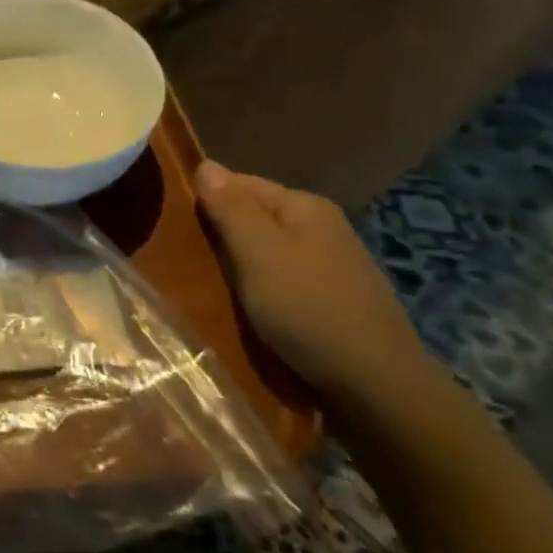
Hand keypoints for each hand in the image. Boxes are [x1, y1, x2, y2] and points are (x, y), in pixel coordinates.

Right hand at [195, 161, 431, 417]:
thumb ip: (229, 207)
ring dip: (238, 266)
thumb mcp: (258, 252)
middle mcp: (322, 227)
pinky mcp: (333, 302)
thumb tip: (205, 164)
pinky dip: (260, 291)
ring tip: (206, 286)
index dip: (205, 200)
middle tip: (183, 259)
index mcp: (305, 206)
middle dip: (220, 235)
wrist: (378, 388)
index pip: (239, 183)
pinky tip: (246, 310)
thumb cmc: (308, 309)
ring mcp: (331, 266)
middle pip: (253, 218)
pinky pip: (282, 282)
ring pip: (266, 252)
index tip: (174, 226)